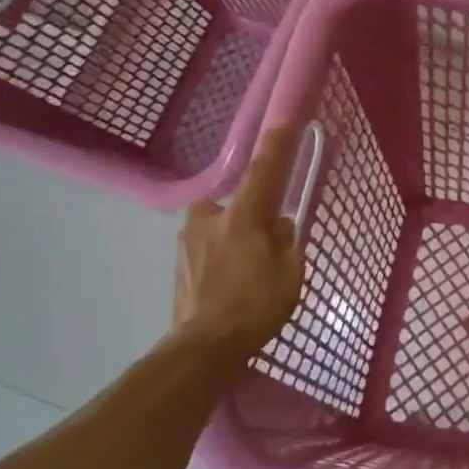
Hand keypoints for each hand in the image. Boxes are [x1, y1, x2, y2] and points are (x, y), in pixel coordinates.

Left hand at [166, 126, 306, 364]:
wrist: (202, 348)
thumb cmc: (254, 307)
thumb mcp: (289, 273)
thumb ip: (287, 242)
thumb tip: (280, 226)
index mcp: (242, 216)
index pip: (263, 171)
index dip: (277, 145)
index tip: (285, 120)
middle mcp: (209, 218)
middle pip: (237, 204)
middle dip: (251, 217)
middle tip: (266, 244)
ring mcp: (187, 240)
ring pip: (220, 226)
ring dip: (234, 239)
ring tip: (248, 273)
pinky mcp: (179, 262)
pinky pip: (208, 247)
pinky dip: (221, 257)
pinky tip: (230, 285)